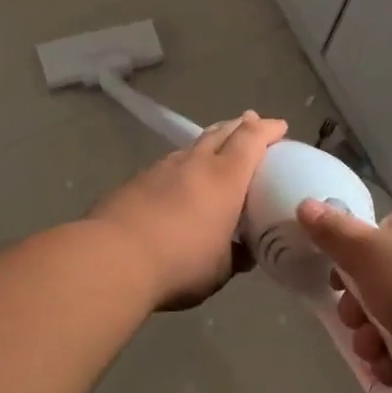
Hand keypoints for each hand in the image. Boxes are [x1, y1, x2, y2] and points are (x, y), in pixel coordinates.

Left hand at [90, 112, 287, 309]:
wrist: (112, 259)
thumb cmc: (179, 263)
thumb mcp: (220, 270)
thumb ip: (236, 256)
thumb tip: (245, 253)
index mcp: (225, 179)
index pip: (251, 141)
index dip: (267, 130)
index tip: (280, 126)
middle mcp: (194, 164)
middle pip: (221, 132)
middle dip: (239, 125)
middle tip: (251, 122)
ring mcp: (161, 169)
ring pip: (192, 146)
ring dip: (209, 143)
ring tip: (215, 149)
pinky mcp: (135, 181)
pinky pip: (168, 165)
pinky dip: (182, 166)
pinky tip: (178, 180)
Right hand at [295, 196, 391, 392]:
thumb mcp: (367, 251)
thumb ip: (333, 233)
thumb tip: (305, 205)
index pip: (382, 235)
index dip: (354, 261)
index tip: (338, 283)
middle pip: (387, 280)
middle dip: (361, 309)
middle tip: (354, 323)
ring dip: (375, 339)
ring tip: (373, 353)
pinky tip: (391, 371)